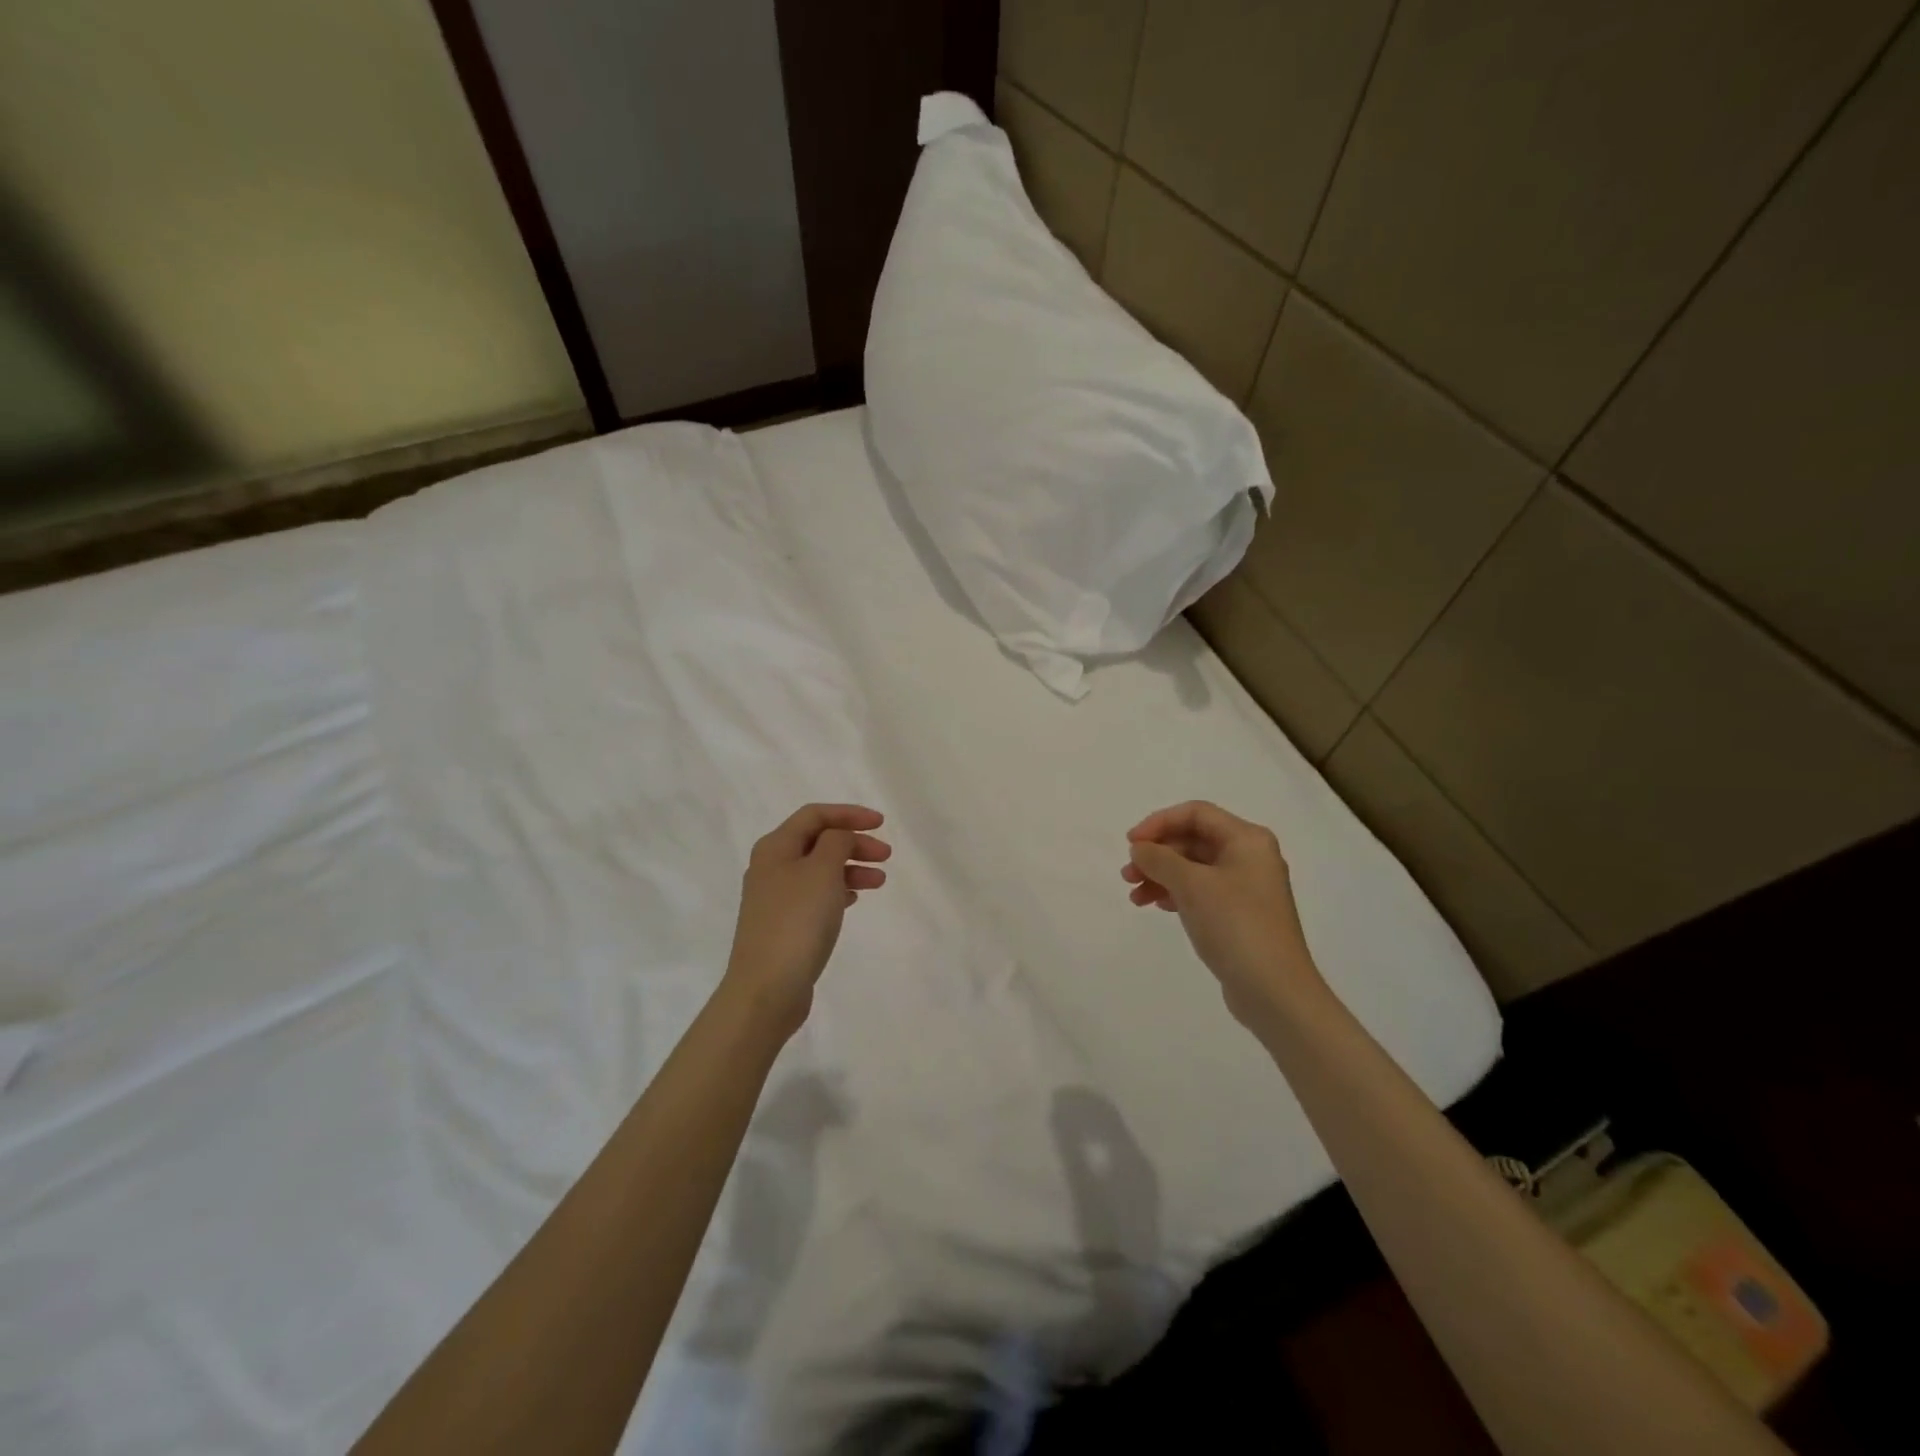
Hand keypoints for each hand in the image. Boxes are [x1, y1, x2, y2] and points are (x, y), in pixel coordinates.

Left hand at [723, 804, 889, 1036]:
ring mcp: (775, 898)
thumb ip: (836, 842)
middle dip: (854, 842)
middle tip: (886, 855)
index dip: (849, 814)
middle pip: (818, 841)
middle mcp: (771, 867)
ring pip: (819, 869)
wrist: (767, 988)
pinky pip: (815, 895)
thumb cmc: (797, 922)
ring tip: (879, 881)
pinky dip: (838, 890)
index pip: (815, 815)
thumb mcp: (822, 871)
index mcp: (775, 847)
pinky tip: (855, 899)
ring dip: (850, 868)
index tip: (881, 823)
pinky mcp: (783, 924)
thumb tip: (839, 837)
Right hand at [1121, 801, 1323, 1031]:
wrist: (1275, 991)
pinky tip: (1158, 906)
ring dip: (1161, 876)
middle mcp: (1250, 857)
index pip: (1196, 813)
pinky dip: (1176, 893)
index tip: (1131, 844)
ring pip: (1194, 868)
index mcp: (1247, 839)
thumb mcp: (1191, 885)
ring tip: (1136, 897)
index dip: (1159, 822)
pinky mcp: (1241, 915)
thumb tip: (1140, 848)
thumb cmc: (1235, 925)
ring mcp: (1247, 888)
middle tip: (1127, 875)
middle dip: (1157, 854)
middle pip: (1194, 840)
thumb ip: (1159, 859)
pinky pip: (1202, 891)